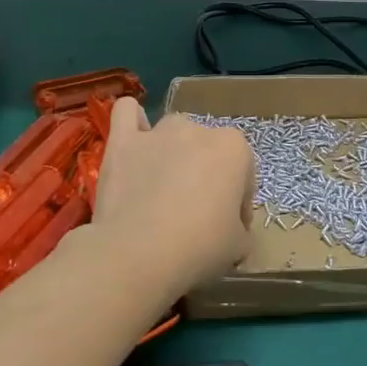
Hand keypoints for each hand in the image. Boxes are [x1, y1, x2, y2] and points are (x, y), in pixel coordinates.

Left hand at [90, 97, 255, 294]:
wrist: (138, 253)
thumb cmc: (199, 247)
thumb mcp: (239, 247)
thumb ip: (240, 229)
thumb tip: (233, 230)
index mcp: (234, 149)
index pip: (244, 173)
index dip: (238, 203)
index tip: (229, 228)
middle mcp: (198, 129)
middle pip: (208, 150)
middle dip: (205, 175)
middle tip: (195, 212)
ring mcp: (158, 132)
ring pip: (173, 131)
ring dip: (173, 152)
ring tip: (163, 186)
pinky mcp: (122, 141)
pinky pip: (127, 112)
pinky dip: (133, 122)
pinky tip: (134, 142)